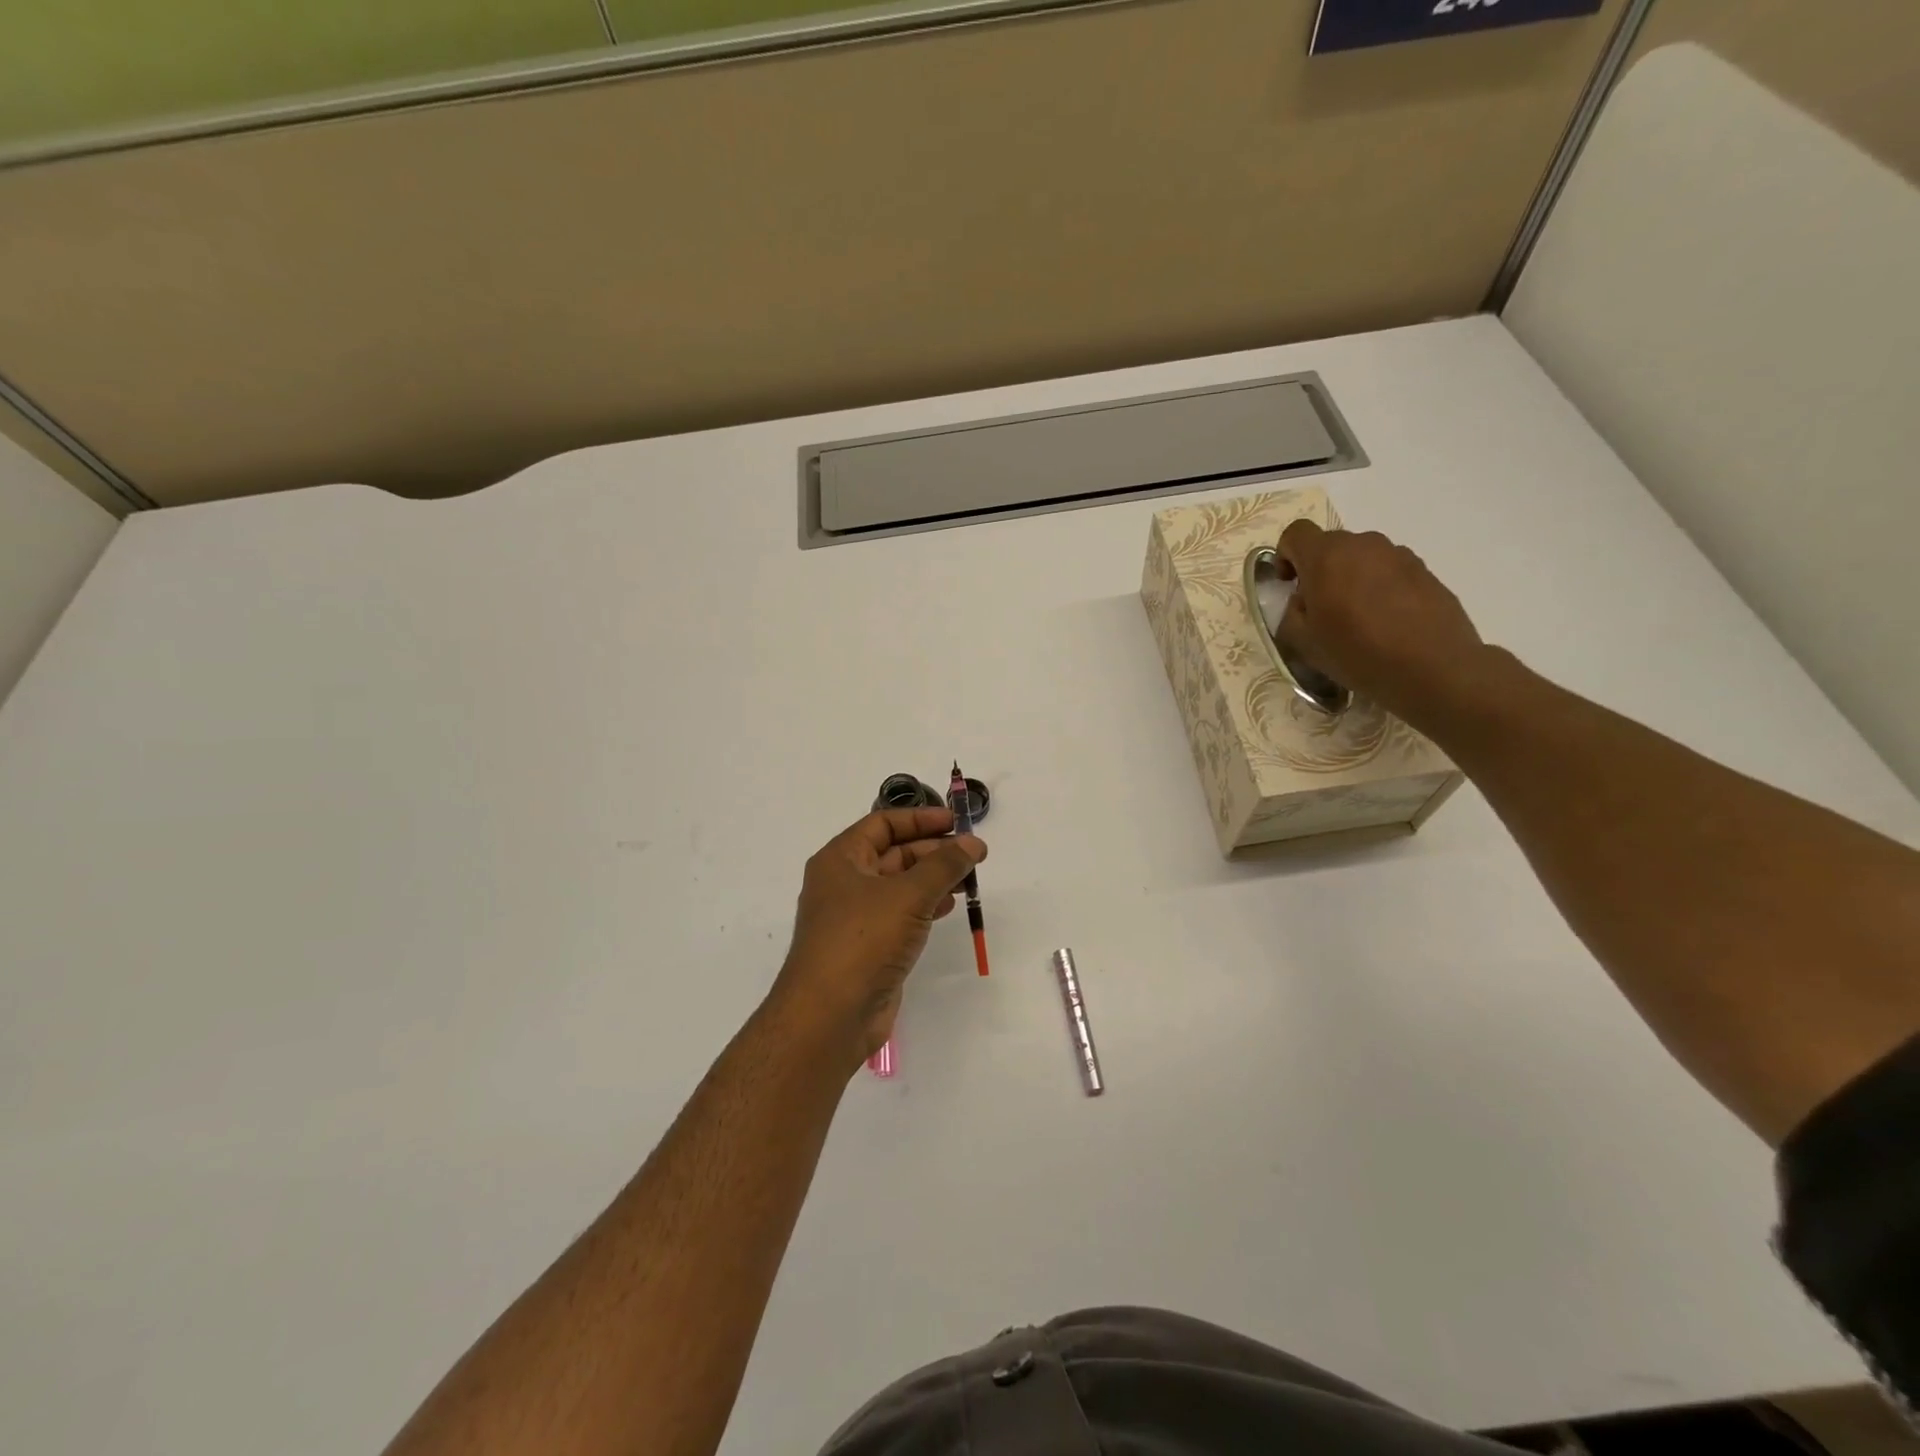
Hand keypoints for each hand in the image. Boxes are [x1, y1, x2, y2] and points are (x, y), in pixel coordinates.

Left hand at [769, 807, 986, 1072]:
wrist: (829, 1016)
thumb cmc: (863, 940)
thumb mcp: (908, 894)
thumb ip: (944, 866)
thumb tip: (973, 843)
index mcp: (841, 859)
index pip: (883, 824)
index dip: (920, 818)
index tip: (957, 822)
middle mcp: (844, 882)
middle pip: (893, 853)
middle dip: (933, 850)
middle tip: (973, 854)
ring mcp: (855, 917)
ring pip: (899, 885)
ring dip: (933, 878)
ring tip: (969, 879)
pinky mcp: (868, 946)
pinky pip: (900, 914)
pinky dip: (925, 905)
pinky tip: (948, 906)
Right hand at [1276, 520, 1489, 725]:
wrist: (1433, 667)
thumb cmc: (1357, 653)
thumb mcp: (1303, 642)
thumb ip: (1291, 612)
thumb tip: (1303, 600)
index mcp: (1327, 557)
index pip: (1296, 533)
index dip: (1285, 555)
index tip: (1288, 584)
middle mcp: (1363, 545)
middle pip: (1330, 545)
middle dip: (1319, 570)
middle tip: (1321, 608)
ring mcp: (1399, 555)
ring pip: (1362, 558)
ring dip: (1351, 578)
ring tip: (1357, 617)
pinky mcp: (1424, 570)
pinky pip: (1389, 571)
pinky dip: (1379, 587)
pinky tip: (1385, 621)